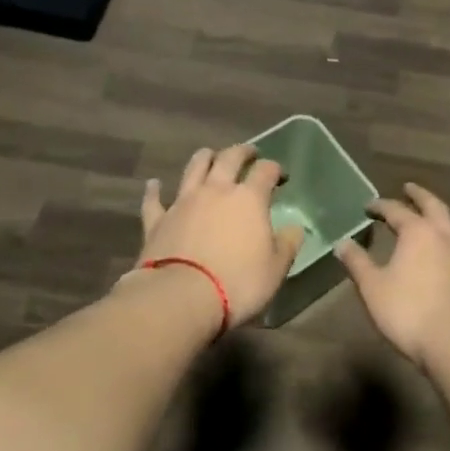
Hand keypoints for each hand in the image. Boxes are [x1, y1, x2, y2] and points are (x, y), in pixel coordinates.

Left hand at [132, 145, 305, 329]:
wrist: (180, 298)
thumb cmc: (237, 283)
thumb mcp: (275, 269)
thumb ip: (287, 245)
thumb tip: (295, 228)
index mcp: (249, 198)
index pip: (265, 171)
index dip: (275, 169)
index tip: (280, 175)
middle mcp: (216, 189)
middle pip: (229, 158)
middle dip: (242, 152)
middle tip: (249, 153)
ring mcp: (184, 201)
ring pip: (194, 167)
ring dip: (204, 157)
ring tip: (210, 155)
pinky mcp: (158, 219)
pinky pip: (154, 199)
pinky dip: (155, 190)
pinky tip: (154, 184)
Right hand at [335, 184, 449, 367]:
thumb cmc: (409, 312)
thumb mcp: (373, 288)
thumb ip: (357, 263)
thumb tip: (341, 242)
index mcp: (417, 231)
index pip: (396, 209)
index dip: (380, 205)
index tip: (369, 206)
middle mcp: (444, 235)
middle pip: (433, 205)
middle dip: (419, 195)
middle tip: (409, 188)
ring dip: (444, 216)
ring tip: (436, 217)